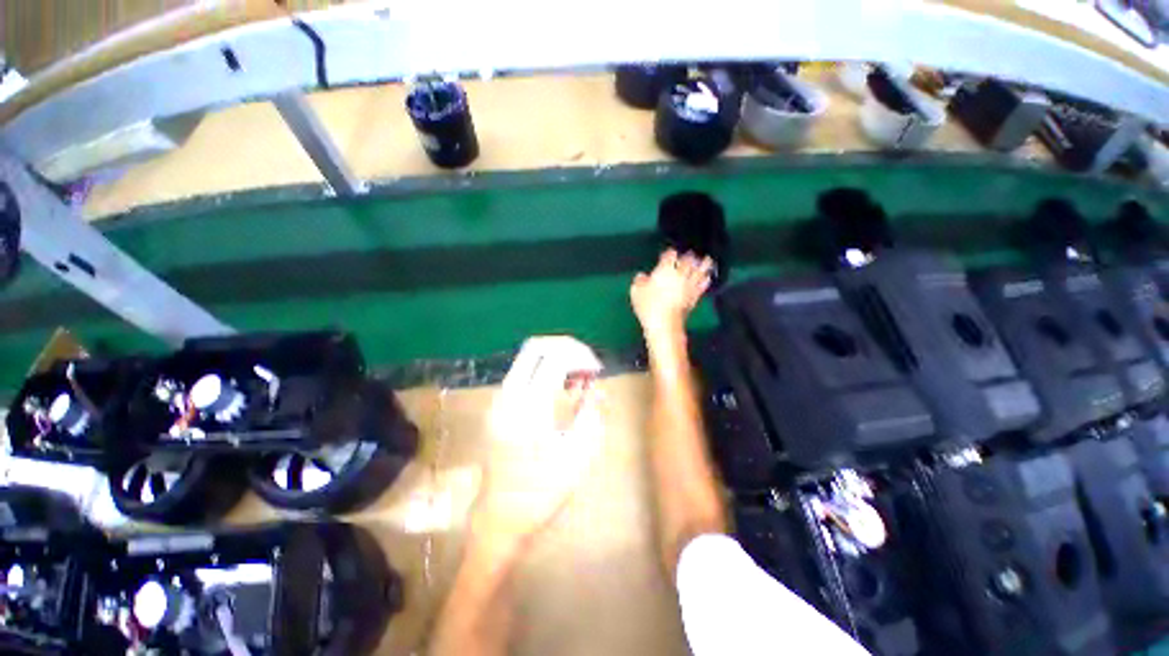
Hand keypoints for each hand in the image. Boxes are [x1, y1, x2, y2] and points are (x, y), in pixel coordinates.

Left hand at [471, 337, 603, 553]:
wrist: (499, 518)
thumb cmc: (542, 493)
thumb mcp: (578, 456)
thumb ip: (590, 414)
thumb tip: (596, 388)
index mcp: (531, 408)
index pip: (555, 356)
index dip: (581, 354)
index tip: (597, 368)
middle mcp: (510, 395)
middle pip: (537, 346)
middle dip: (567, 347)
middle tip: (587, 365)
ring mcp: (499, 399)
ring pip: (528, 356)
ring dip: (556, 358)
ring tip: (576, 378)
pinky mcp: (497, 405)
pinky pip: (523, 371)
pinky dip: (545, 369)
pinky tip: (560, 389)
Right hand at [630, 250, 713, 339]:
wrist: (664, 324)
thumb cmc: (648, 306)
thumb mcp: (636, 291)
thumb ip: (639, 280)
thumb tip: (642, 276)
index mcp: (665, 270)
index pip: (670, 255)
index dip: (669, 253)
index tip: (667, 253)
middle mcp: (680, 274)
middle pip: (687, 260)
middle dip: (688, 256)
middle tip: (689, 254)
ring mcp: (689, 285)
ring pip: (699, 271)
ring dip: (703, 264)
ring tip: (706, 259)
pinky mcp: (695, 296)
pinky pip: (703, 285)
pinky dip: (706, 280)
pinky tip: (707, 278)